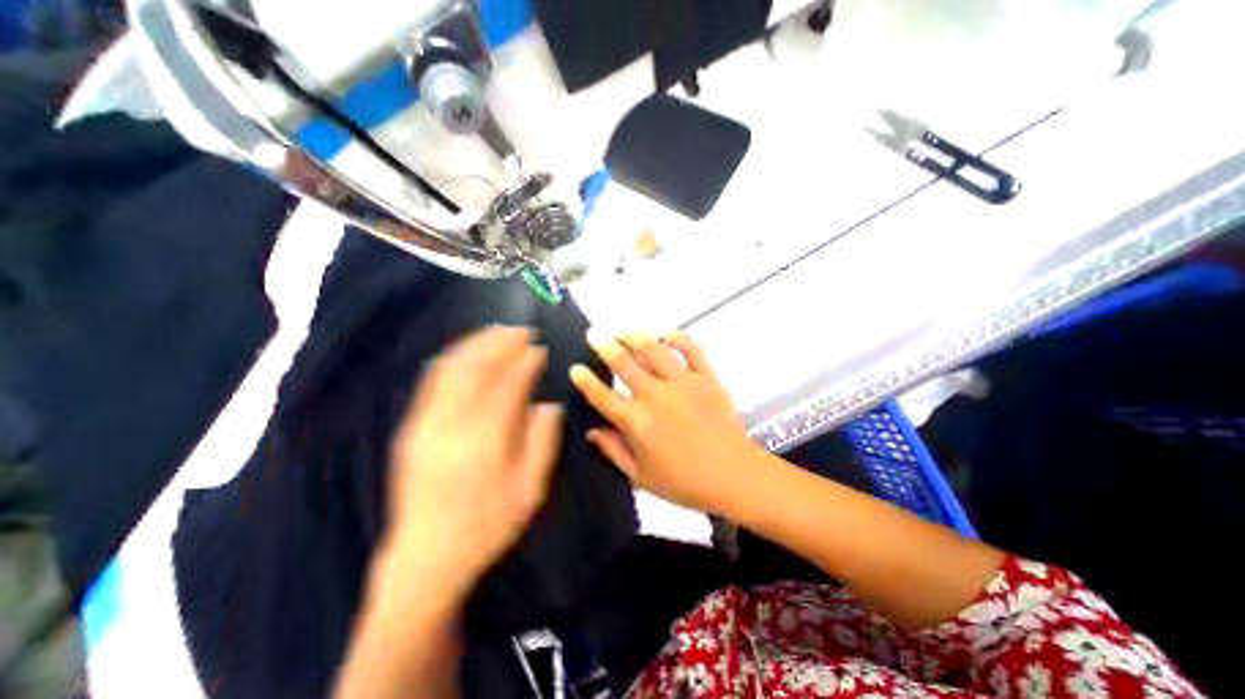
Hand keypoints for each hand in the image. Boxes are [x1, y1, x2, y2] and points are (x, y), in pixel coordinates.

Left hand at [387, 324, 566, 599]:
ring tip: (496, 333)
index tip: (539, 348)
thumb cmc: (486, 526)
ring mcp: (426, 423)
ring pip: (451, 368)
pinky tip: (466, 353)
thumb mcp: (529, 490)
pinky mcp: (411, 428)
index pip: (509, 384)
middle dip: (500, 342)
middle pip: (476, 367)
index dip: (526, 361)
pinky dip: (452, 359)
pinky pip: (432, 381)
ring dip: (475, 344)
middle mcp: (452, 424)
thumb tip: (549, 405)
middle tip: (521, 330)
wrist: (424, 558)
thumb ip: (542, 442)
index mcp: (486, 440)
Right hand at [571, 331, 763, 514]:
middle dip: (604, 345)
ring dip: (635, 336)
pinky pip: (692, 350)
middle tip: (594, 334)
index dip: (585, 380)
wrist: (733, 476)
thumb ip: (614, 451)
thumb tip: (592, 432)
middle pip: (623, 363)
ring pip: (653, 349)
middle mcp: (654, 395)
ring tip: (623, 329)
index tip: (576, 368)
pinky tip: (667, 333)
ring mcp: (682, 382)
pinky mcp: (706, 377)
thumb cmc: (684, 482)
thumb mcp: (641, 477)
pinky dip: (679, 338)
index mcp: (636, 421)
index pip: (602, 395)